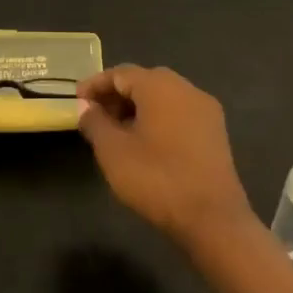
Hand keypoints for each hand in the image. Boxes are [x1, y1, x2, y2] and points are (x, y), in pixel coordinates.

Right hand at [77, 65, 253, 242]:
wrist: (212, 219)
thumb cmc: (156, 179)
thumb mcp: (113, 151)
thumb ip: (95, 122)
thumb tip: (86, 107)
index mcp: (160, 87)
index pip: (121, 73)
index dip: (95, 84)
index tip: (76, 100)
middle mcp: (186, 89)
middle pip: (144, 81)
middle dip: (117, 94)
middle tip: (95, 115)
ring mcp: (206, 111)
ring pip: (164, 97)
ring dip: (137, 107)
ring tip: (116, 131)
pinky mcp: (215, 133)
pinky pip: (180, 113)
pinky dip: (158, 118)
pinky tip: (144, 142)